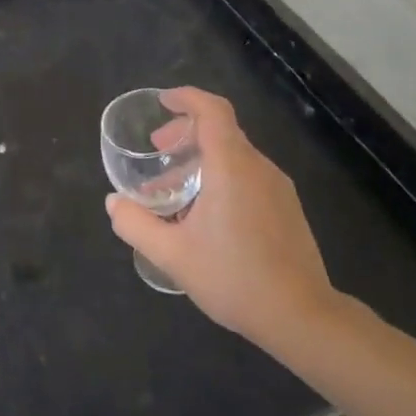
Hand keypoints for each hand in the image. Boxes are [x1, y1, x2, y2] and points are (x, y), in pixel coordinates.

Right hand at [106, 87, 338, 355]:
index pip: (212, 111)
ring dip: (200, 159)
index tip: (162, 102)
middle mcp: (258, 168)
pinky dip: (221, 177)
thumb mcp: (172, 254)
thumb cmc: (234, 278)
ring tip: (174, 190)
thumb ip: (136, 224)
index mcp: (231, 167)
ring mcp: (278, 188)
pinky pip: (248, 176)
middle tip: (158, 152)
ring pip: (234, 155)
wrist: (302, 318)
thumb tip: (113, 203)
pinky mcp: (287, 208)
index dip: (187, 97)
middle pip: (221, 130)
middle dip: (185, 132)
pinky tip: (205, 214)